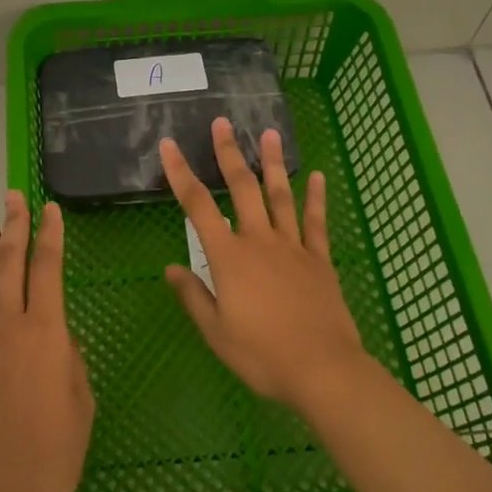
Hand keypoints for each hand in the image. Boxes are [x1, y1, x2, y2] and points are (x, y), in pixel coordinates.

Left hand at [0, 192, 94, 491]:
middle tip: (13, 197)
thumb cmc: (55, 454)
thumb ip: (69, 361)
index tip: (50, 208)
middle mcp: (11, 329)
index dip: (49, 236)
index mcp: (45, 335)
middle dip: (13, 228)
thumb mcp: (81, 401)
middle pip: (9, 266)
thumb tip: (56, 342)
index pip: (46, 270)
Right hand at [161, 119, 367, 410]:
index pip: (197, 206)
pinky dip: (316, 197)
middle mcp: (259, 241)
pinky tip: (317, 176)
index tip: (169, 146)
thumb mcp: (216, 333)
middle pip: (242, 188)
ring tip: (270, 133)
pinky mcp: (319, 259)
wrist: (323, 369)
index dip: (180, 173)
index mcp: (229, 257)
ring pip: (280, 195)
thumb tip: (170, 269)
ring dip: (272, 163)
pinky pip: (316, 222)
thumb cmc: (262, 355)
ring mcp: (293, 246)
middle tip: (223, 123)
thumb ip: (193, 296)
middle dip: (229, 153)